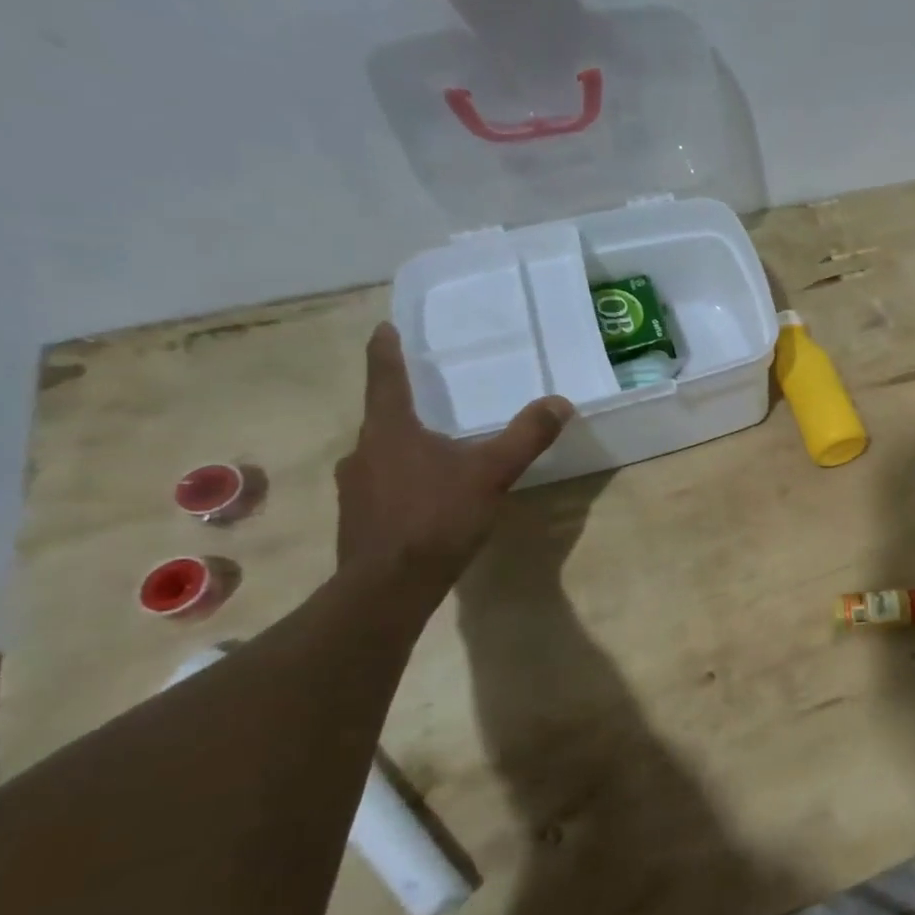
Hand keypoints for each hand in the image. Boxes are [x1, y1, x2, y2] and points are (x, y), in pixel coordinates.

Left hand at [335, 323, 573, 585]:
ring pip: (382, 455)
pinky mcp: (358, 519)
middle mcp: (363, 452)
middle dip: (405, 408)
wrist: (389, 586)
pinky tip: (427, 499)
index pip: (386, 379)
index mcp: (390, 431)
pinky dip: (403, 482)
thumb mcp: (492, 473)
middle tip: (429, 402)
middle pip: (383, 418)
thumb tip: (559, 402)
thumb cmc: (438, 517)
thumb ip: (526, 436)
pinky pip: (382, 486)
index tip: (383, 328)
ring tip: (436, 454)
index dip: (386, 352)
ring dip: (404, 448)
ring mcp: (355, 488)